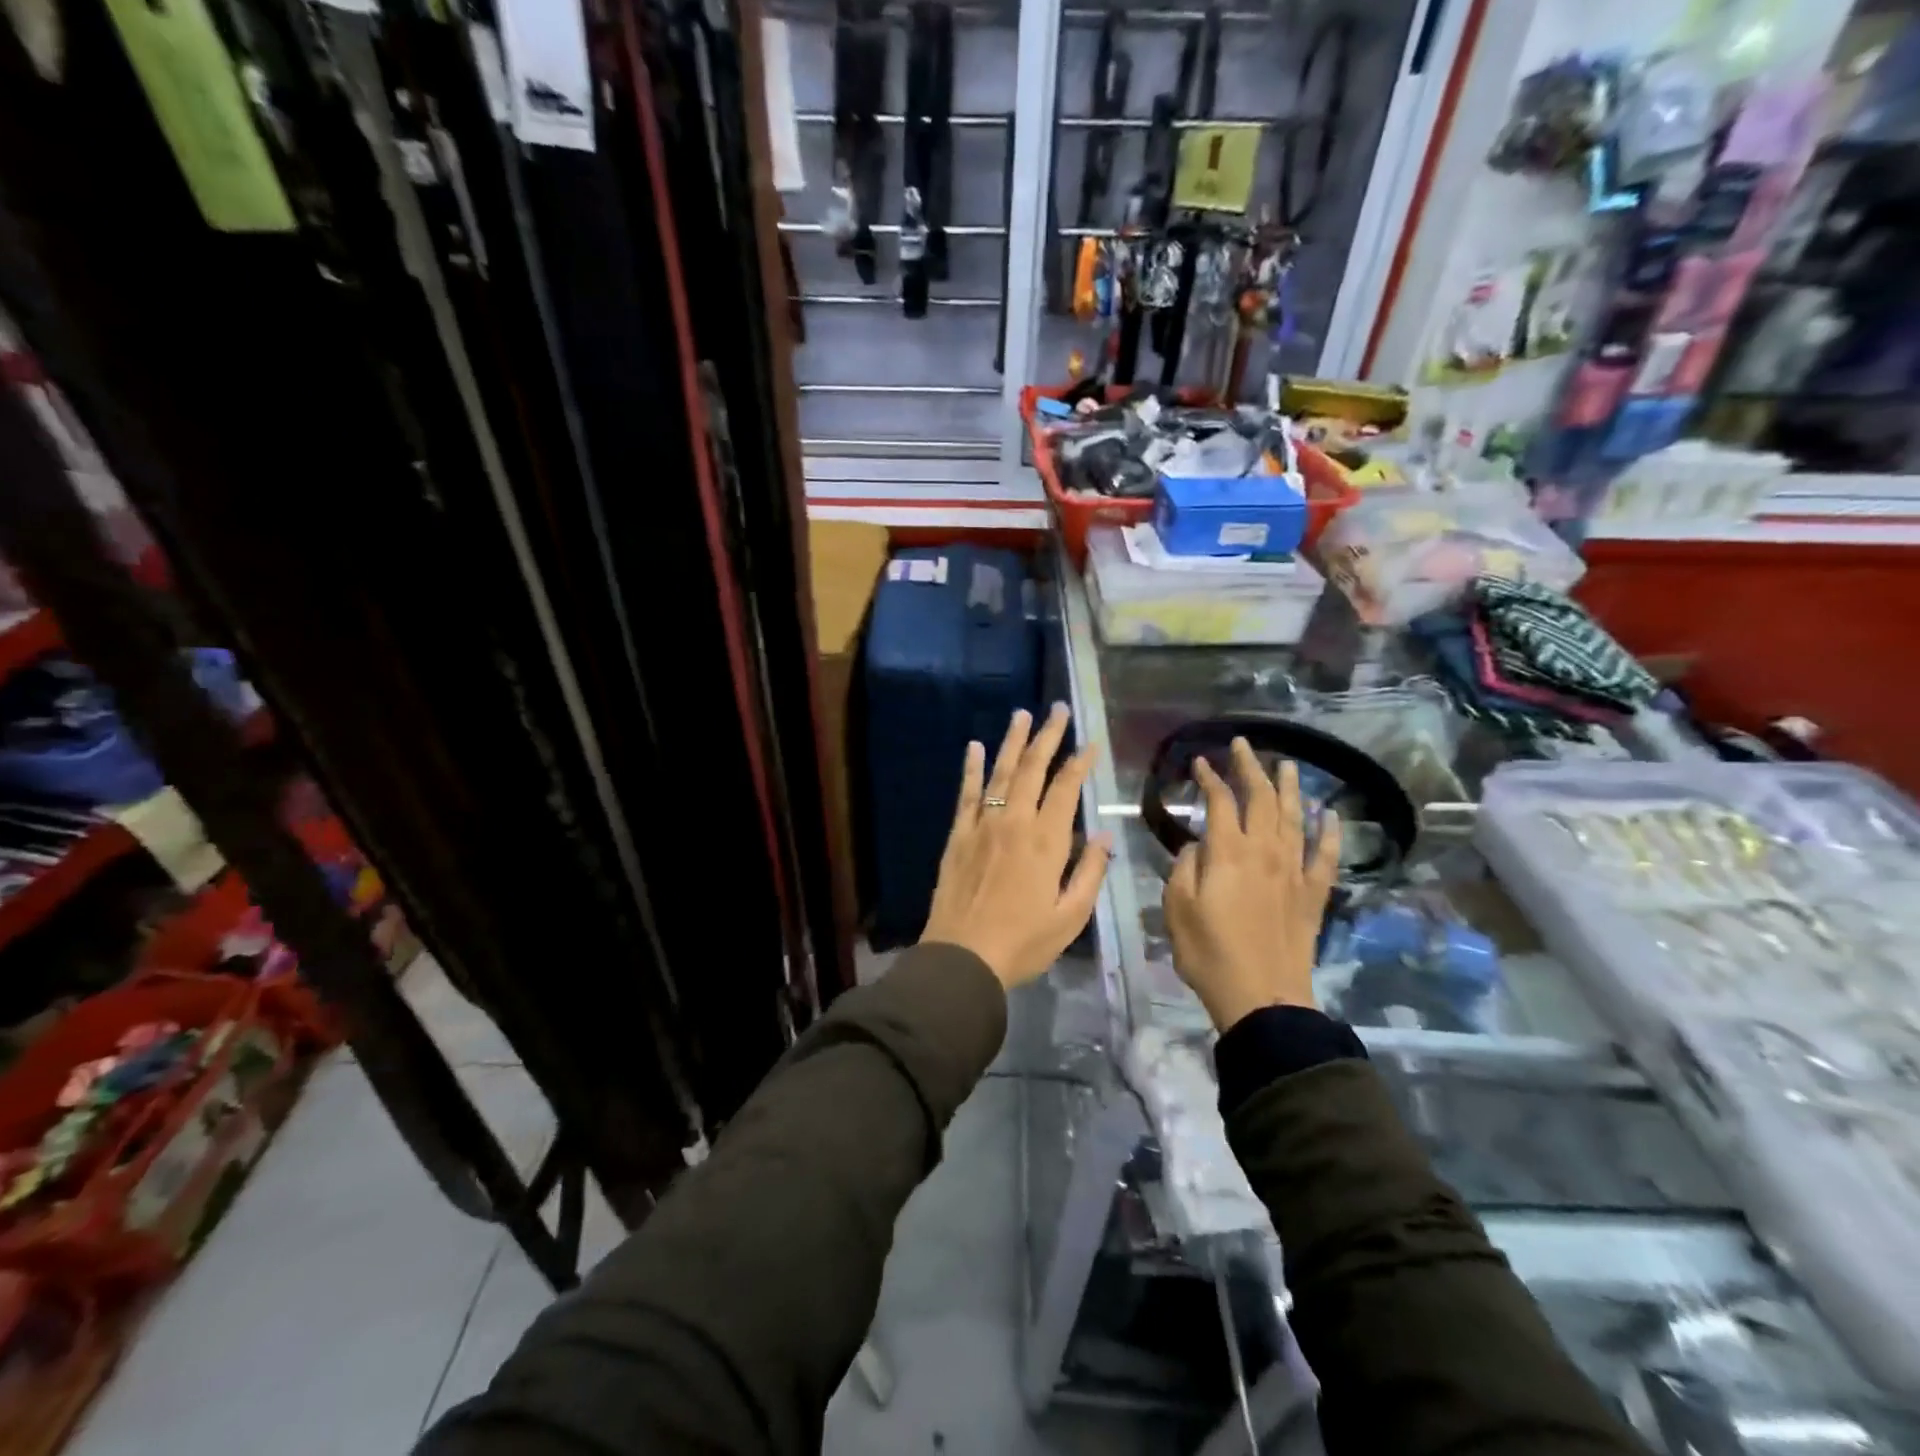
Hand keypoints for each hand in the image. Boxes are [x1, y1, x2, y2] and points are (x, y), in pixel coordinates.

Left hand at [921, 704, 1112, 989]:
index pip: (1066, 788)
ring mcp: (983, 825)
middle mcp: (1014, 822)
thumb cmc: (1023, 942)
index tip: (1090, 743)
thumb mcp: (1070, 917)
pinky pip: (967, 793)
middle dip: (1048, 736)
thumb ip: (1090, 873)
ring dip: (1012, 741)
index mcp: (1046, 841)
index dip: (1080, 762)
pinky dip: (971, 768)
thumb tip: (1105, 837)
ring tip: (1022, 714)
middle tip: (1058, 710)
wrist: (963, 957)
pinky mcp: (959, 835)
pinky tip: (974, 747)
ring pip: (1000, 772)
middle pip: (1032, 769)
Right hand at [1164, 738, 1341, 1032]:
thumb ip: (1184, 867)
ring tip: (1287, 764)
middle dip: (1250, 767)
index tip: (1200, 761)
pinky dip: (1329, 832)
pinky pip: (1325, 855)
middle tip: (1243, 745)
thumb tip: (1197, 845)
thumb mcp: (1177, 908)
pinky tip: (1330, 814)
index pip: (1220, 801)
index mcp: (1227, 852)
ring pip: (1295, 817)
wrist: (1261, 996)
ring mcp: (1293, 871)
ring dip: (1290, 787)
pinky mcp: (1313, 894)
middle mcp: (1264, 851)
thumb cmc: (1208, 953)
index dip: (1209, 777)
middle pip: (1260, 798)